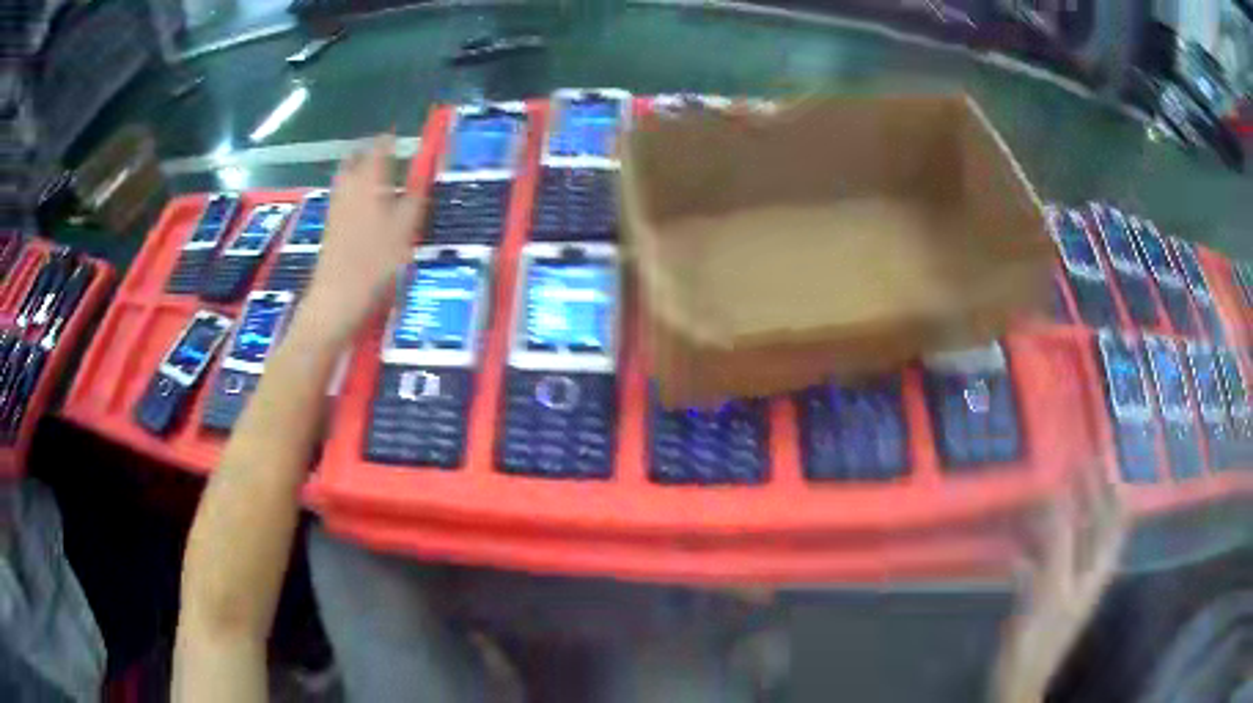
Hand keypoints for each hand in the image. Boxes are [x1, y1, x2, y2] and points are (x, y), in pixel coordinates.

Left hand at [296, 135, 421, 344]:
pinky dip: (352, 190)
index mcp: (369, 182)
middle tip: (382, 148)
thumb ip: (415, 196)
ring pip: (344, 178)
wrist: (336, 299)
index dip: (389, 139)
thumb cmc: (375, 261)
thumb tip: (424, 173)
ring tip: (373, 171)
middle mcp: (348, 189)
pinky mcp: (329, 229)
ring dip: (357, 169)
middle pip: (354, 160)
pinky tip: (361, 202)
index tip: (398, 133)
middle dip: (367, 150)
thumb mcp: (406, 228)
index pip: (379, 149)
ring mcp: (335, 209)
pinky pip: (341, 197)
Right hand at [992, 465, 1127, 702]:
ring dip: (1061, 518)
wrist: (1018, 679)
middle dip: (1087, 495)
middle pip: (1093, 526)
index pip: (1115, 521)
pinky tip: (1019, 544)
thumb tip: (1060, 495)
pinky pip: (1044, 562)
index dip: (1112, 490)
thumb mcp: (1052, 588)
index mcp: (1096, 569)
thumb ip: (1059, 543)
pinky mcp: (1042, 596)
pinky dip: (1035, 547)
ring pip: (1069, 541)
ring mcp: (1064, 584)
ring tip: (1046, 493)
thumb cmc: (1040, 637)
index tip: (1100, 459)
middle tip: (1074, 463)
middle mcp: (1085, 572)